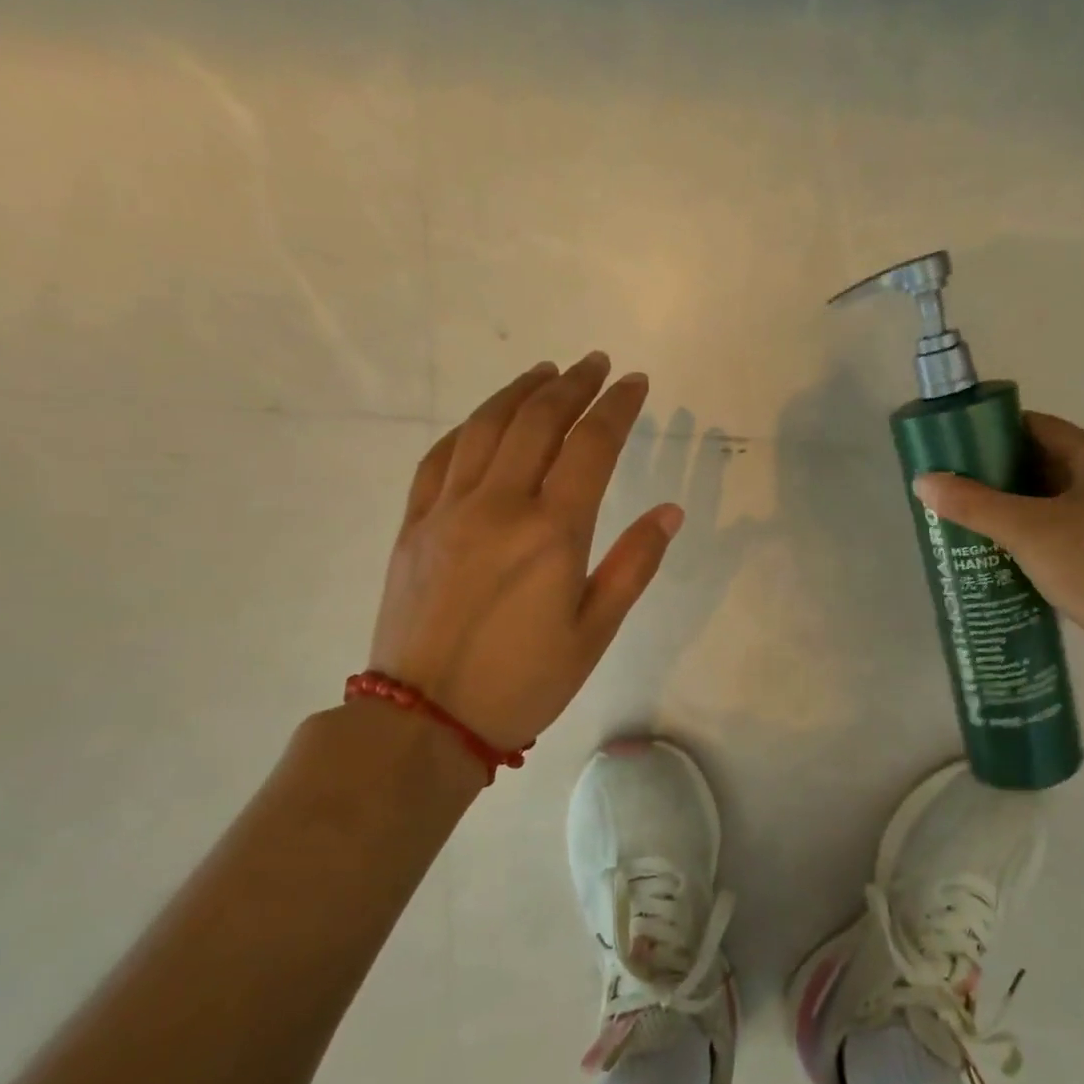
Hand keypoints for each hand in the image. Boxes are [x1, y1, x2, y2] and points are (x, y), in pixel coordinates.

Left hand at [368, 353, 681, 749]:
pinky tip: (485, 419)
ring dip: (520, 391)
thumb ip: (633, 565)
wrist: (425, 719)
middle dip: (573, 385)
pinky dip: (470, 427)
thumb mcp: (594, 632)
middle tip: (596, 364)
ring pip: (487, 427)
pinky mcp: (414, 525)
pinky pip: (441, 457)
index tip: (635, 382)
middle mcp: (499, 506)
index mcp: (552, 533)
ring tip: (547, 372)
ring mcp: (448, 510)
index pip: (592, 446)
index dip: (617, 407)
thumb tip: (670, 511)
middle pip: (538, 421)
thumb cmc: (524, 682)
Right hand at [912, 412, 1083, 646]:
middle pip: (1045, 459)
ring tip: (969, 513)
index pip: (1040, 427)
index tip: (957, 446)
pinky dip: (1031, 525)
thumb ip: (973, 504)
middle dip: (998, 471)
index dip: (995, 431)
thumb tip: (924, 481)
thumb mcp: (1025, 531)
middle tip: (956, 483)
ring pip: (1053, 494)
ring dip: (1013, 501)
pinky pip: (1062, 521)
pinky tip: (1001, 543)